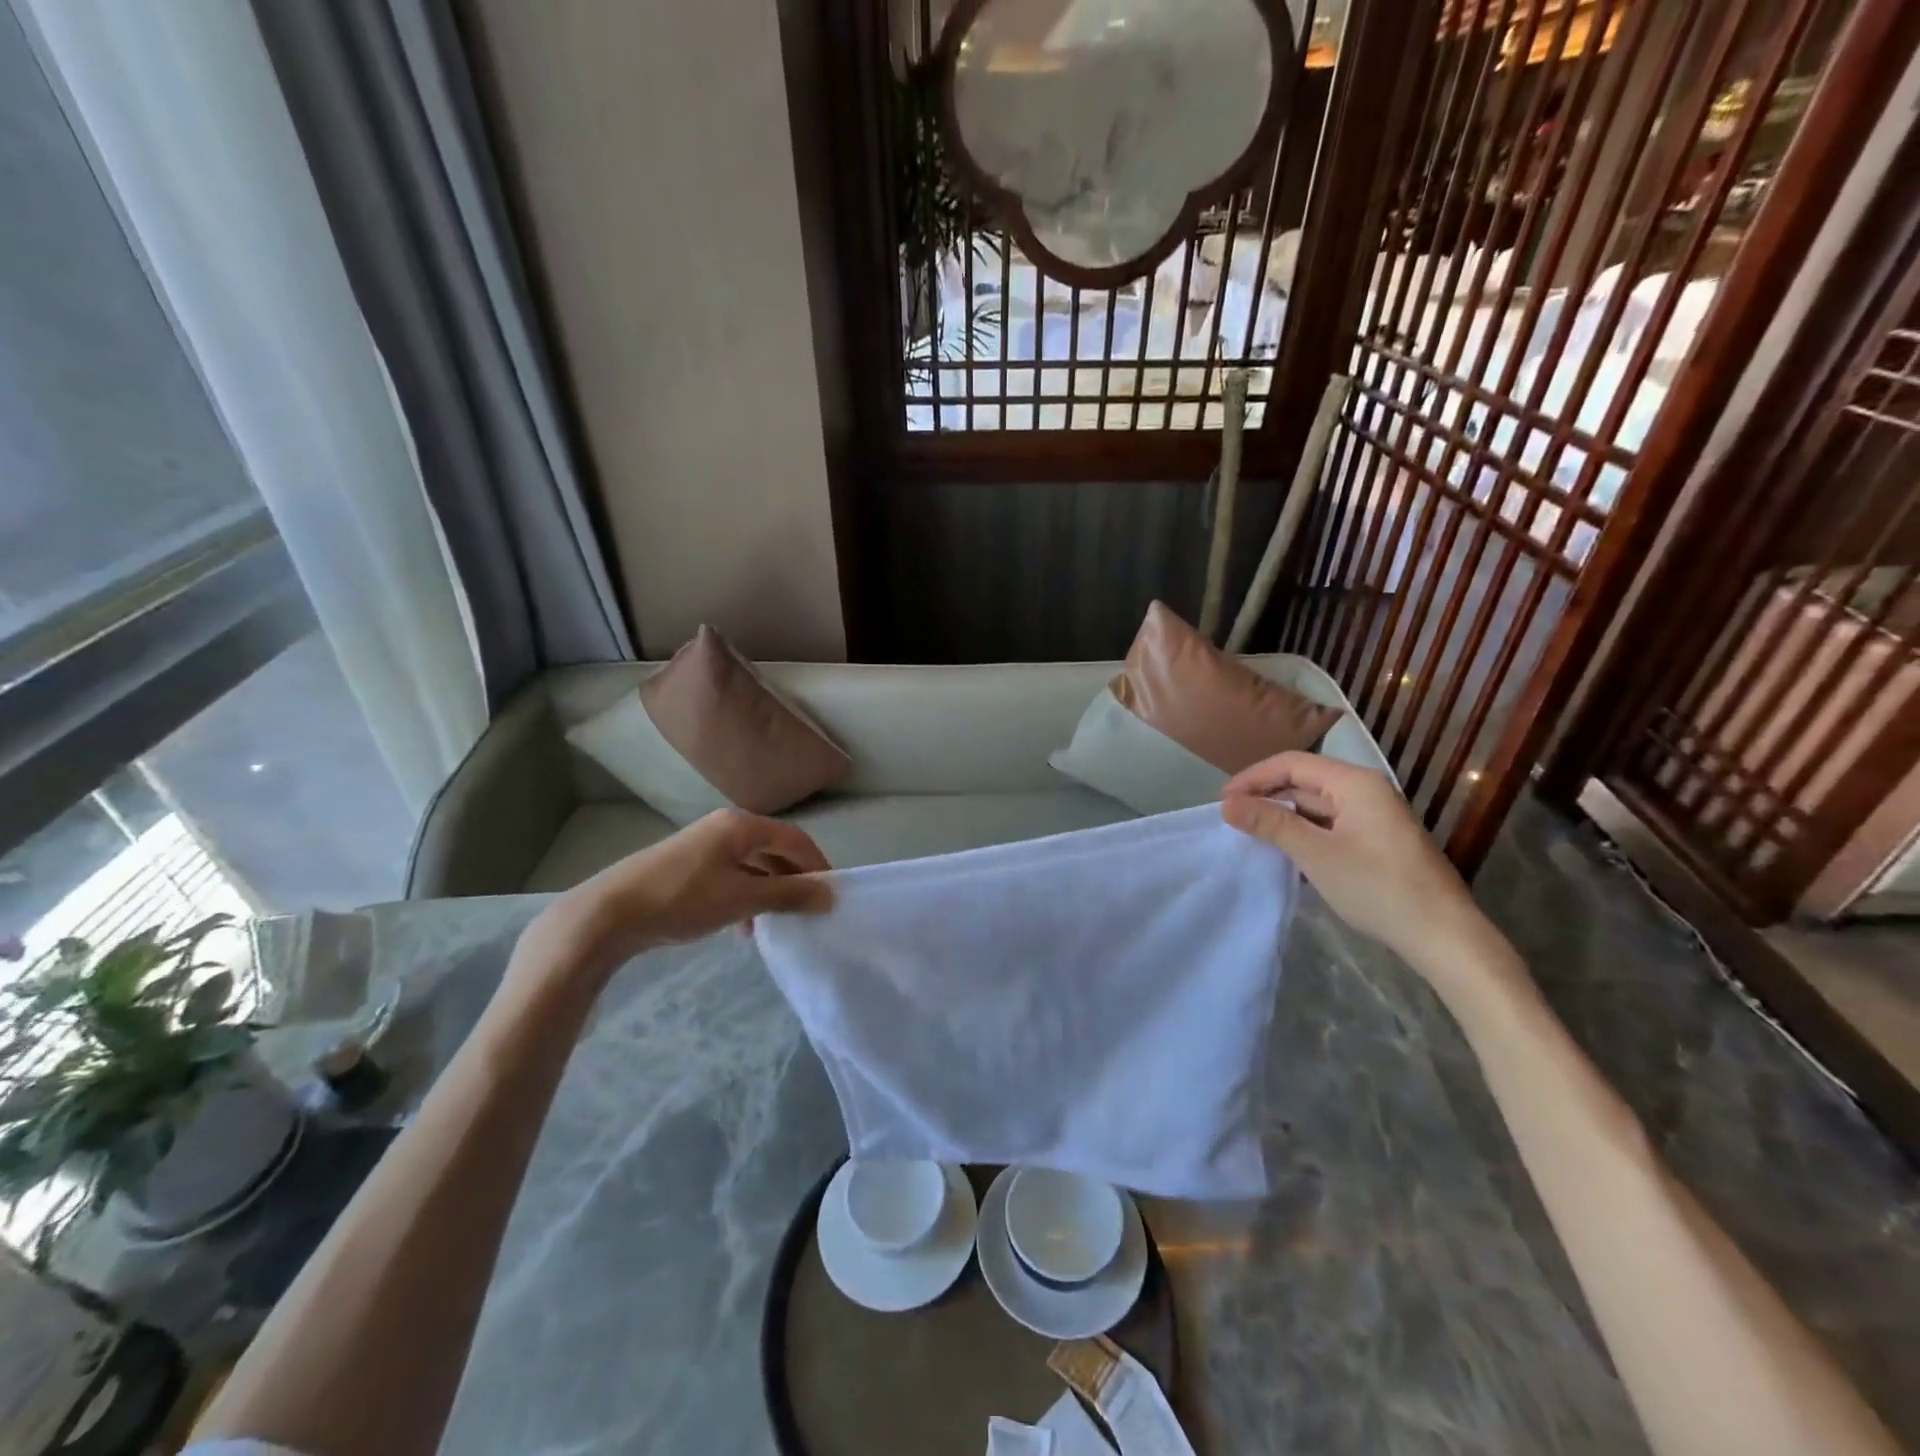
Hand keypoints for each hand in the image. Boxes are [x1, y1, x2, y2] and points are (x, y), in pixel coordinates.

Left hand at [519, 810, 831, 989]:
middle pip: (774, 849)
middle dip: (793, 881)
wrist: (608, 914)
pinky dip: (745, 896)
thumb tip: (829, 895)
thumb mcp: (743, 898)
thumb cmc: (683, 900)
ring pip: (751, 865)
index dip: (818, 865)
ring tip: (773, 924)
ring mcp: (703, 845)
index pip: (795, 839)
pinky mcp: (686, 865)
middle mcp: (724, 827)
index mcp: (741, 825)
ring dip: (768, 892)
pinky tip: (741, 927)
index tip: (831, 896)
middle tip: (807, 911)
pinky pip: (730, 875)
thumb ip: (789, 894)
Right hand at [1221, 752, 1493, 981]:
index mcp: (1355, 783)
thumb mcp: (1316, 854)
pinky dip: (1303, 832)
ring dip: (1283, 815)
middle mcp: (1366, 791)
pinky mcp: (1377, 841)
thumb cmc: (1378, 888)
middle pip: (1305, 780)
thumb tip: (1227, 804)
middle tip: (1231, 818)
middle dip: (1266, 795)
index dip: (1253, 777)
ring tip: (1250, 833)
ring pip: (1316, 805)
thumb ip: (1271, 824)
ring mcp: (1374, 816)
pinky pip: (1330, 824)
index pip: (1293, 763)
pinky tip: (1285, 851)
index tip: (1222, 801)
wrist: (1444, 936)